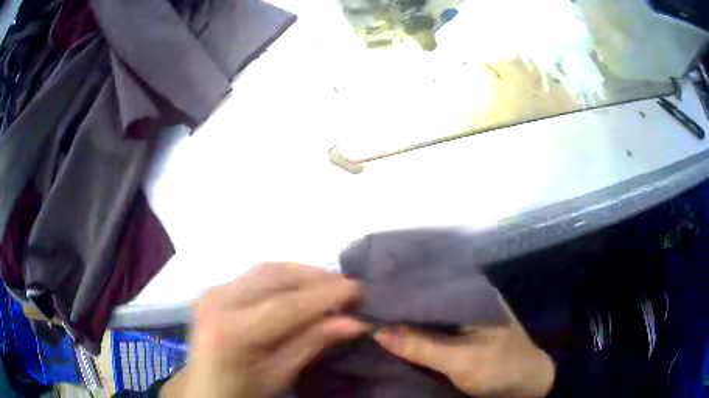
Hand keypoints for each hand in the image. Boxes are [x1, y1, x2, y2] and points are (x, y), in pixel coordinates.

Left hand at [160, 263, 368, 397]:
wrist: (205, 389)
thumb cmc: (242, 391)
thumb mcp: (279, 374)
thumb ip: (312, 343)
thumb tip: (354, 322)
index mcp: (231, 331)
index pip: (286, 305)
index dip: (326, 295)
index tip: (360, 289)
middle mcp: (217, 300)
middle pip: (274, 276)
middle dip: (316, 277)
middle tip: (348, 287)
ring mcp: (213, 291)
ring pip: (266, 270)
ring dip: (301, 274)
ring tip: (330, 286)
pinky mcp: (215, 290)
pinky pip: (255, 276)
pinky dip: (284, 278)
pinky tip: (301, 288)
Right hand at [374, 300, 554, 397]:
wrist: (527, 387)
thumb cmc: (500, 368)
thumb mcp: (460, 360)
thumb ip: (421, 346)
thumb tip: (377, 330)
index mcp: (474, 295)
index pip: (430, 285)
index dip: (401, 289)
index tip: (369, 291)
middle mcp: (468, 302)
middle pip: (427, 301)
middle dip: (400, 305)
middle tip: (364, 304)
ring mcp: (465, 321)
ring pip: (429, 317)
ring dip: (406, 320)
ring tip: (372, 315)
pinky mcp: (462, 338)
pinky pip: (434, 332)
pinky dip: (416, 334)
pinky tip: (395, 334)